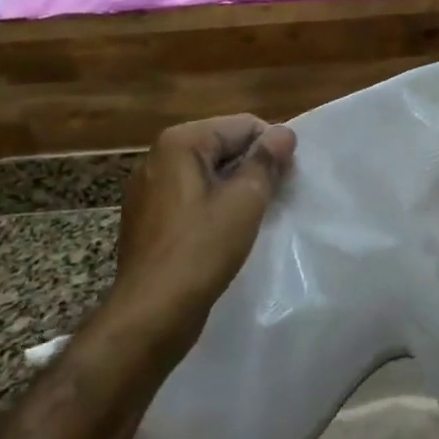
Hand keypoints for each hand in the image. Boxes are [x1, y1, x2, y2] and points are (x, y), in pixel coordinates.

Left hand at [106, 115, 295, 364]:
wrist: (152, 313)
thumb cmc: (201, 250)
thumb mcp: (244, 201)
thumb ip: (266, 161)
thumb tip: (283, 133)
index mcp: (179, 143)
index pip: (242, 125)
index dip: (272, 147)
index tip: (289, 178)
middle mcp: (158, 157)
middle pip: (223, 146)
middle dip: (254, 166)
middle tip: (278, 197)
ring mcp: (149, 189)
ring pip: (208, 174)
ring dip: (237, 188)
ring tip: (257, 215)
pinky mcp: (149, 219)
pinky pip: (192, 198)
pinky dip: (215, 206)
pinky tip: (229, 232)